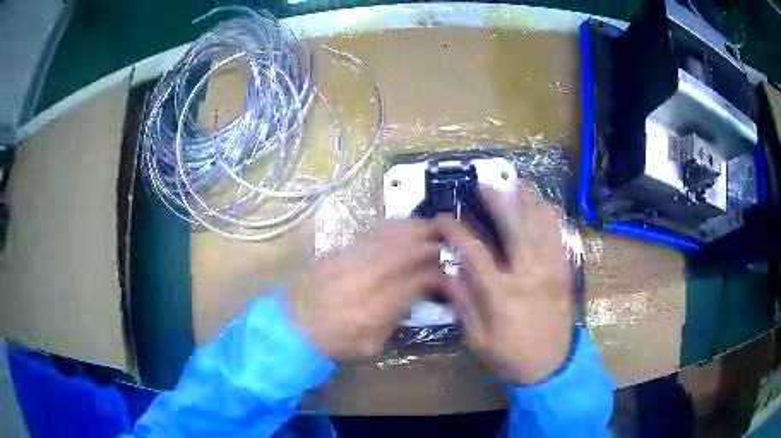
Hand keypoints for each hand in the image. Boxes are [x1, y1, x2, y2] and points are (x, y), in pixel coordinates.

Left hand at [289, 220, 446, 360]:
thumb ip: (395, 321)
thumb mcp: (370, 346)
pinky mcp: (338, 253)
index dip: (438, 275)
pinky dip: (391, 228)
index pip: (416, 281)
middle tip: (447, 242)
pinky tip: (402, 226)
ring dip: (413, 230)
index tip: (447, 276)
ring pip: (388, 237)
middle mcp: (365, 279)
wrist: (292, 327)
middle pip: (405, 252)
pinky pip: (369, 234)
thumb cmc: (333, 343)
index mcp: (375, 308)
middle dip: (430, 245)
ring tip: (430, 227)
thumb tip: (413, 298)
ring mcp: (349, 261)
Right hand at [436, 184, 573, 384]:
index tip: (443, 218)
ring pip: (542, 228)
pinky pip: (560, 238)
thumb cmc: (509, 357)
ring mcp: (551, 272)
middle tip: (486, 184)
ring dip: (530, 202)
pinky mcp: (564, 273)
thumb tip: (447, 272)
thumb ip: (463, 302)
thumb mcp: (477, 339)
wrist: (550, 368)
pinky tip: (546, 205)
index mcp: (501, 295)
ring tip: (518, 184)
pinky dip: (553, 218)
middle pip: (514, 228)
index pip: (474, 252)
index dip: (456, 230)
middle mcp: (528, 276)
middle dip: (499, 201)